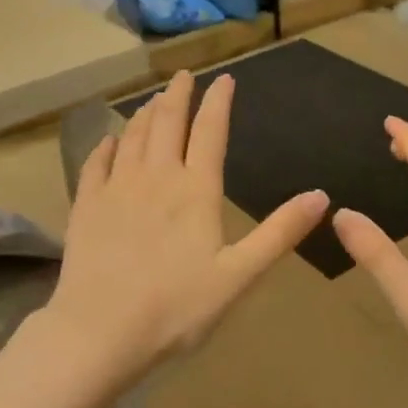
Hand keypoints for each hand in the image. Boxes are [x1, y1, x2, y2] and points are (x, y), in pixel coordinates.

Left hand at [48, 71, 328, 377]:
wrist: (99, 331)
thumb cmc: (177, 307)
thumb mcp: (240, 275)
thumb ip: (280, 233)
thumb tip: (321, 195)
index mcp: (196, 190)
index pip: (210, 131)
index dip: (218, 102)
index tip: (224, 79)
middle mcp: (156, 177)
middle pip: (168, 123)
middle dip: (178, 95)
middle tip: (183, 76)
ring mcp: (116, 189)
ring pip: (133, 137)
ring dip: (146, 114)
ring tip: (153, 101)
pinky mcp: (86, 206)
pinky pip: (96, 164)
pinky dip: (105, 147)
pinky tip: (108, 141)